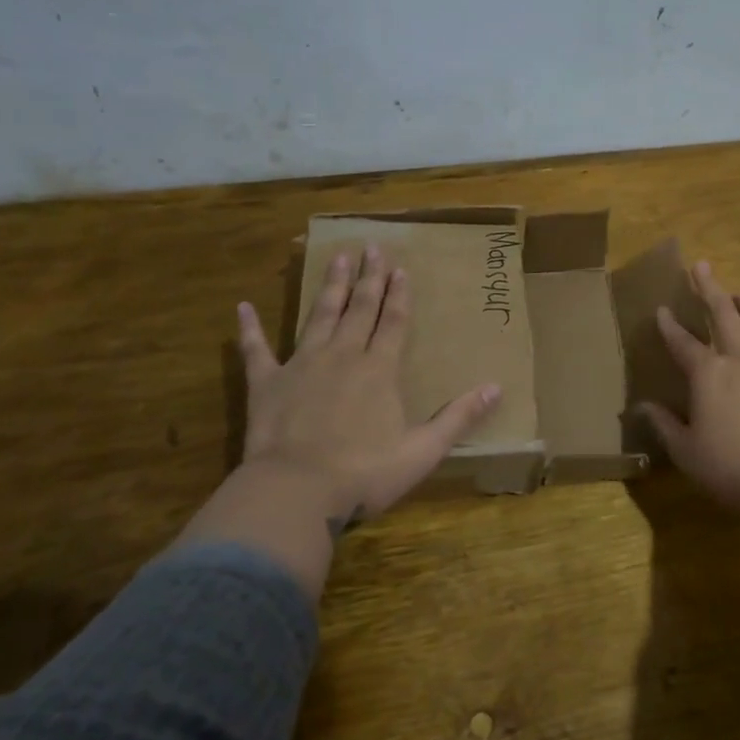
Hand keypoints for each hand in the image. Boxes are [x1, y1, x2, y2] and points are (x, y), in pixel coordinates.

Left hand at [177, 245, 500, 588]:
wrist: (296, 490)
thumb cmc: (364, 473)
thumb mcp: (423, 450)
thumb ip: (460, 417)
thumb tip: (498, 387)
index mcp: (380, 370)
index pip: (394, 322)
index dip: (400, 294)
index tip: (401, 268)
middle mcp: (343, 356)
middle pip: (359, 309)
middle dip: (369, 278)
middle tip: (372, 248)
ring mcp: (302, 365)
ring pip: (319, 316)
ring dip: (329, 287)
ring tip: (336, 257)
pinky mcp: (267, 383)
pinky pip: (256, 350)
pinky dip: (249, 329)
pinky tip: (242, 307)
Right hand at [638, 259, 739, 525]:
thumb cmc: (730, 468)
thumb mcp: (686, 451)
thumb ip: (663, 424)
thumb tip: (641, 407)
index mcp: (708, 373)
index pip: (682, 341)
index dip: (669, 325)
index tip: (661, 309)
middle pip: (724, 313)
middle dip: (709, 287)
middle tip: (701, 267)